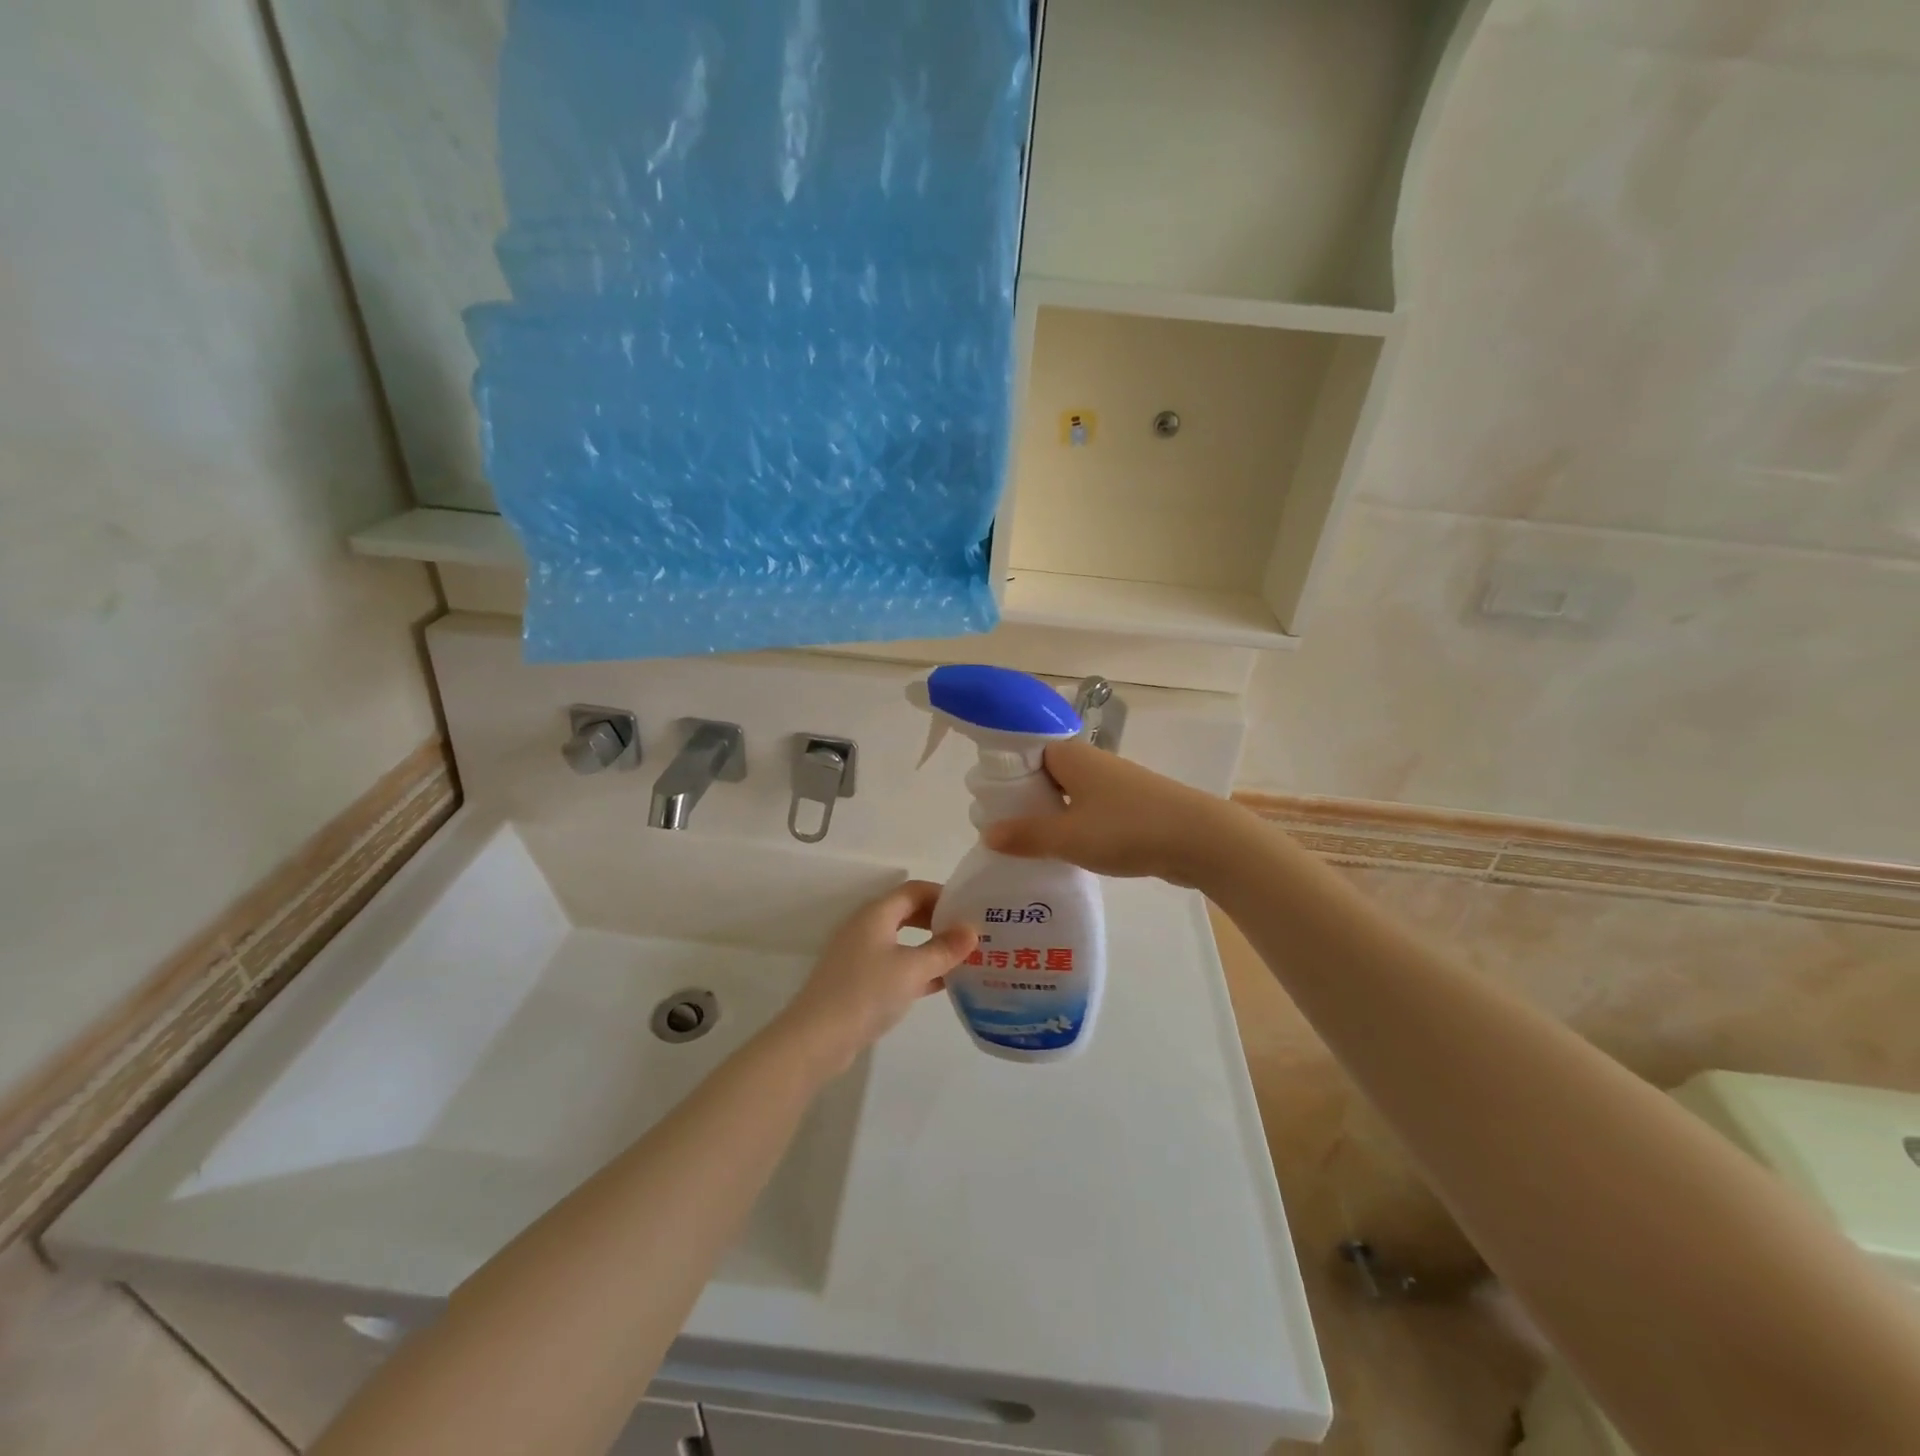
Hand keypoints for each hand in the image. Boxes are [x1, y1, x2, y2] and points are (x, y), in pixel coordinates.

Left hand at [775, 881, 977, 1074]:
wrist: (817, 1038)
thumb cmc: (866, 992)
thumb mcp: (912, 969)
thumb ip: (944, 949)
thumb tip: (972, 930)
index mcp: (876, 914)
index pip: (914, 891)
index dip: (943, 895)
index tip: (971, 908)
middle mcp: (866, 928)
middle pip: (908, 913)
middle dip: (939, 921)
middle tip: (970, 934)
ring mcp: (860, 955)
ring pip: (903, 942)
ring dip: (931, 947)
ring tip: (963, 958)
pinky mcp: (858, 982)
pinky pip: (895, 966)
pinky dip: (917, 970)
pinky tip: (942, 984)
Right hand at [981, 739, 1244, 887]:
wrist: (1200, 839)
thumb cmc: (1127, 828)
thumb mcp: (1067, 837)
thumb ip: (1025, 836)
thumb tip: (987, 833)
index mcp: (1070, 755)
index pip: (1024, 753)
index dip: (1004, 775)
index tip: (986, 804)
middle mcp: (1091, 761)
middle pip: (1045, 774)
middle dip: (1024, 800)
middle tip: (1001, 830)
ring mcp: (1114, 783)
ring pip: (1068, 794)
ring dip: (1050, 816)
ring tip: (1027, 846)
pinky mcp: (1131, 806)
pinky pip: (1090, 810)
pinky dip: (1074, 826)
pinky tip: (1066, 852)